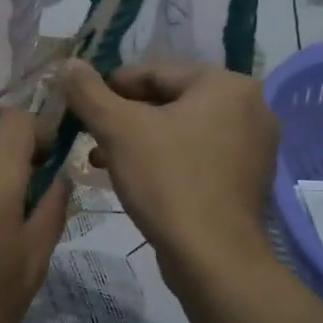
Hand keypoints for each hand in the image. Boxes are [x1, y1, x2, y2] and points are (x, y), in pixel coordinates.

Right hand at [63, 60, 279, 284]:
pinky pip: (198, 156)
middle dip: (124, 118)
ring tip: (101, 160)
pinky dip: (165, 161)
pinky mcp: (246, 180)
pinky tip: (134, 178)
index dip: (111, 86)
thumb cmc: (167, 181)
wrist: (213, 258)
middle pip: (170, 101)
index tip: (81, 105)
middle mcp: (250, 108)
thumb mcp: (118, 130)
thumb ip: (89, 92)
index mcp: (227, 85)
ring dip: (139, 141)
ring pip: (182, 131)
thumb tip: (69, 64)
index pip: (156, 72)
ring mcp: (253, 147)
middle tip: (89, 135)